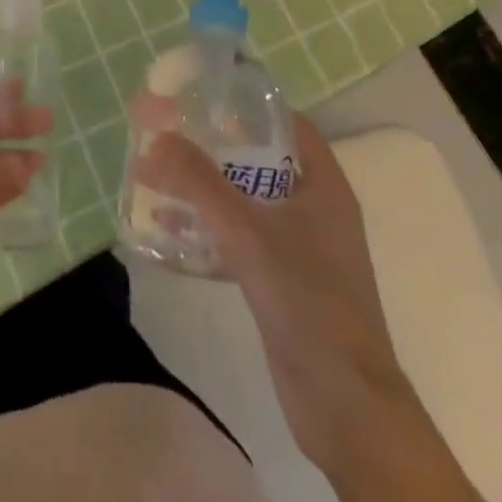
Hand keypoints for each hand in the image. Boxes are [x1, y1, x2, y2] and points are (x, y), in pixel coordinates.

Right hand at [135, 111, 412, 470]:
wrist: (344, 405)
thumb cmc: (306, 301)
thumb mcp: (248, 233)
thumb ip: (200, 184)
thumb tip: (157, 138)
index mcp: (322, 184)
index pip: (286, 123)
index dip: (247, 104)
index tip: (203, 96)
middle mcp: (315, 207)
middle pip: (260, 159)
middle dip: (215, 146)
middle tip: (169, 132)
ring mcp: (301, 247)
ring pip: (247, 200)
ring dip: (206, 188)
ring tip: (158, 174)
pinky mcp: (284, 281)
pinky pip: (241, 237)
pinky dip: (209, 227)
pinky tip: (169, 228)